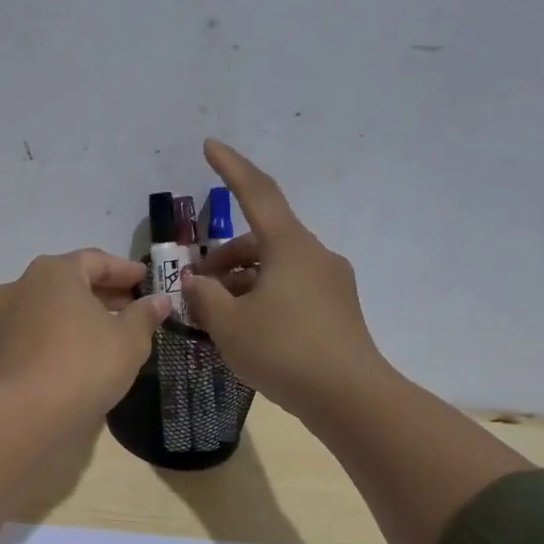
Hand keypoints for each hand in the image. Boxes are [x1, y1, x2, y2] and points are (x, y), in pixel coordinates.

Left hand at [0, 249, 170, 422]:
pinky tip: (81, 349)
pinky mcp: (0, 347)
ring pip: (52, 306)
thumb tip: (158, 301)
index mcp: (54, 272)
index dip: (124, 270)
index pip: (95, 260)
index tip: (145, 280)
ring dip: (80, 313)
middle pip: (70, 281)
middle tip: (132, 306)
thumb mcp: (129, 339)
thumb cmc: (86, 364)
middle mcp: (23, 285)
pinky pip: (38, 330)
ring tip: (110, 330)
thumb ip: (144, 315)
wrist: (30, 413)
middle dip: (102, 292)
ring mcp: (6, 317)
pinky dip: (61, 332)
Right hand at [183, 139, 390, 418]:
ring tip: (215, 316)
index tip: (209, 146)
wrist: (349, 397)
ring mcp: (330, 283)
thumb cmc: (283, 351)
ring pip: (275, 267)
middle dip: (224, 257)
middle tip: (195, 287)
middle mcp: (314, 255)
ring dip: (241, 281)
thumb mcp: (229, 324)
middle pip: (261, 240)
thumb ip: (204, 296)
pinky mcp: (336, 310)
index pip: (256, 193)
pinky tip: (245, 329)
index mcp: (289, 246)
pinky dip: (262, 297)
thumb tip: (196, 283)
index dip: (231, 168)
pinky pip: (290, 289)